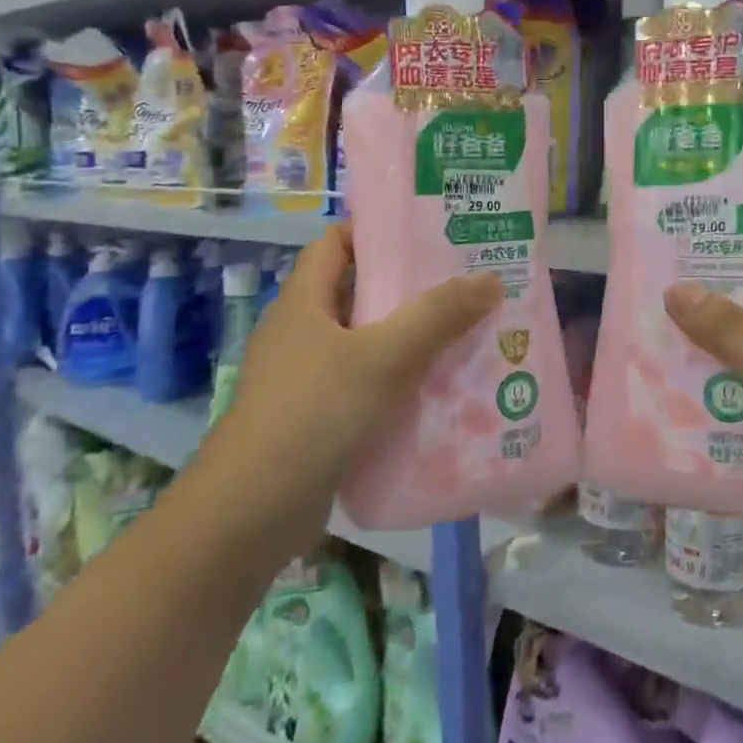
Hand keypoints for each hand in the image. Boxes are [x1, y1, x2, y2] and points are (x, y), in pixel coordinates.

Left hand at [202, 223, 501, 536]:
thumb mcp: (383, 357)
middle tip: (466, 287)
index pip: (336, 244)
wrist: (253, 511)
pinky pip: (365, 390)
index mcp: (304, 302)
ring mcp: (305, 380)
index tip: (428, 232)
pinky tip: (439, 396)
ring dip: (410, 343)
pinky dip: (398, 387)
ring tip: (466, 337)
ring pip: (366, 347)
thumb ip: (437, 316)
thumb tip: (490, 279)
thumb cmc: (314, 413)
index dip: (376, 231)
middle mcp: (301, 333)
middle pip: (359, 295)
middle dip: (410, 290)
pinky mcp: (315, 421)